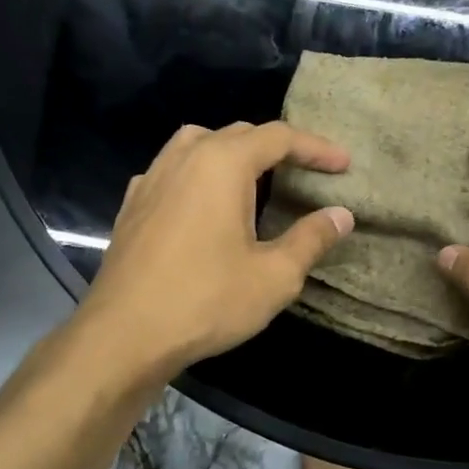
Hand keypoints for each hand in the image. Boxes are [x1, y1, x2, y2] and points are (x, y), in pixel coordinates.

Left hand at [81, 121, 353, 378]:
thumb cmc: (206, 301)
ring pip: (198, 144)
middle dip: (277, 147)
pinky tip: (202, 202)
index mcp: (222, 164)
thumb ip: (311, 239)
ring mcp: (152, 179)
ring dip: (233, 152)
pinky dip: (197, 173)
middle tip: (306, 171)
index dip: (316, 148)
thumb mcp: (273, 276)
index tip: (343, 164)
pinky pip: (171, 170)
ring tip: (255, 177)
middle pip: (238, 134)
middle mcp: (184, 158)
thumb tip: (341, 215)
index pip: (278, 138)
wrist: (124, 334)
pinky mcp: (132, 205)